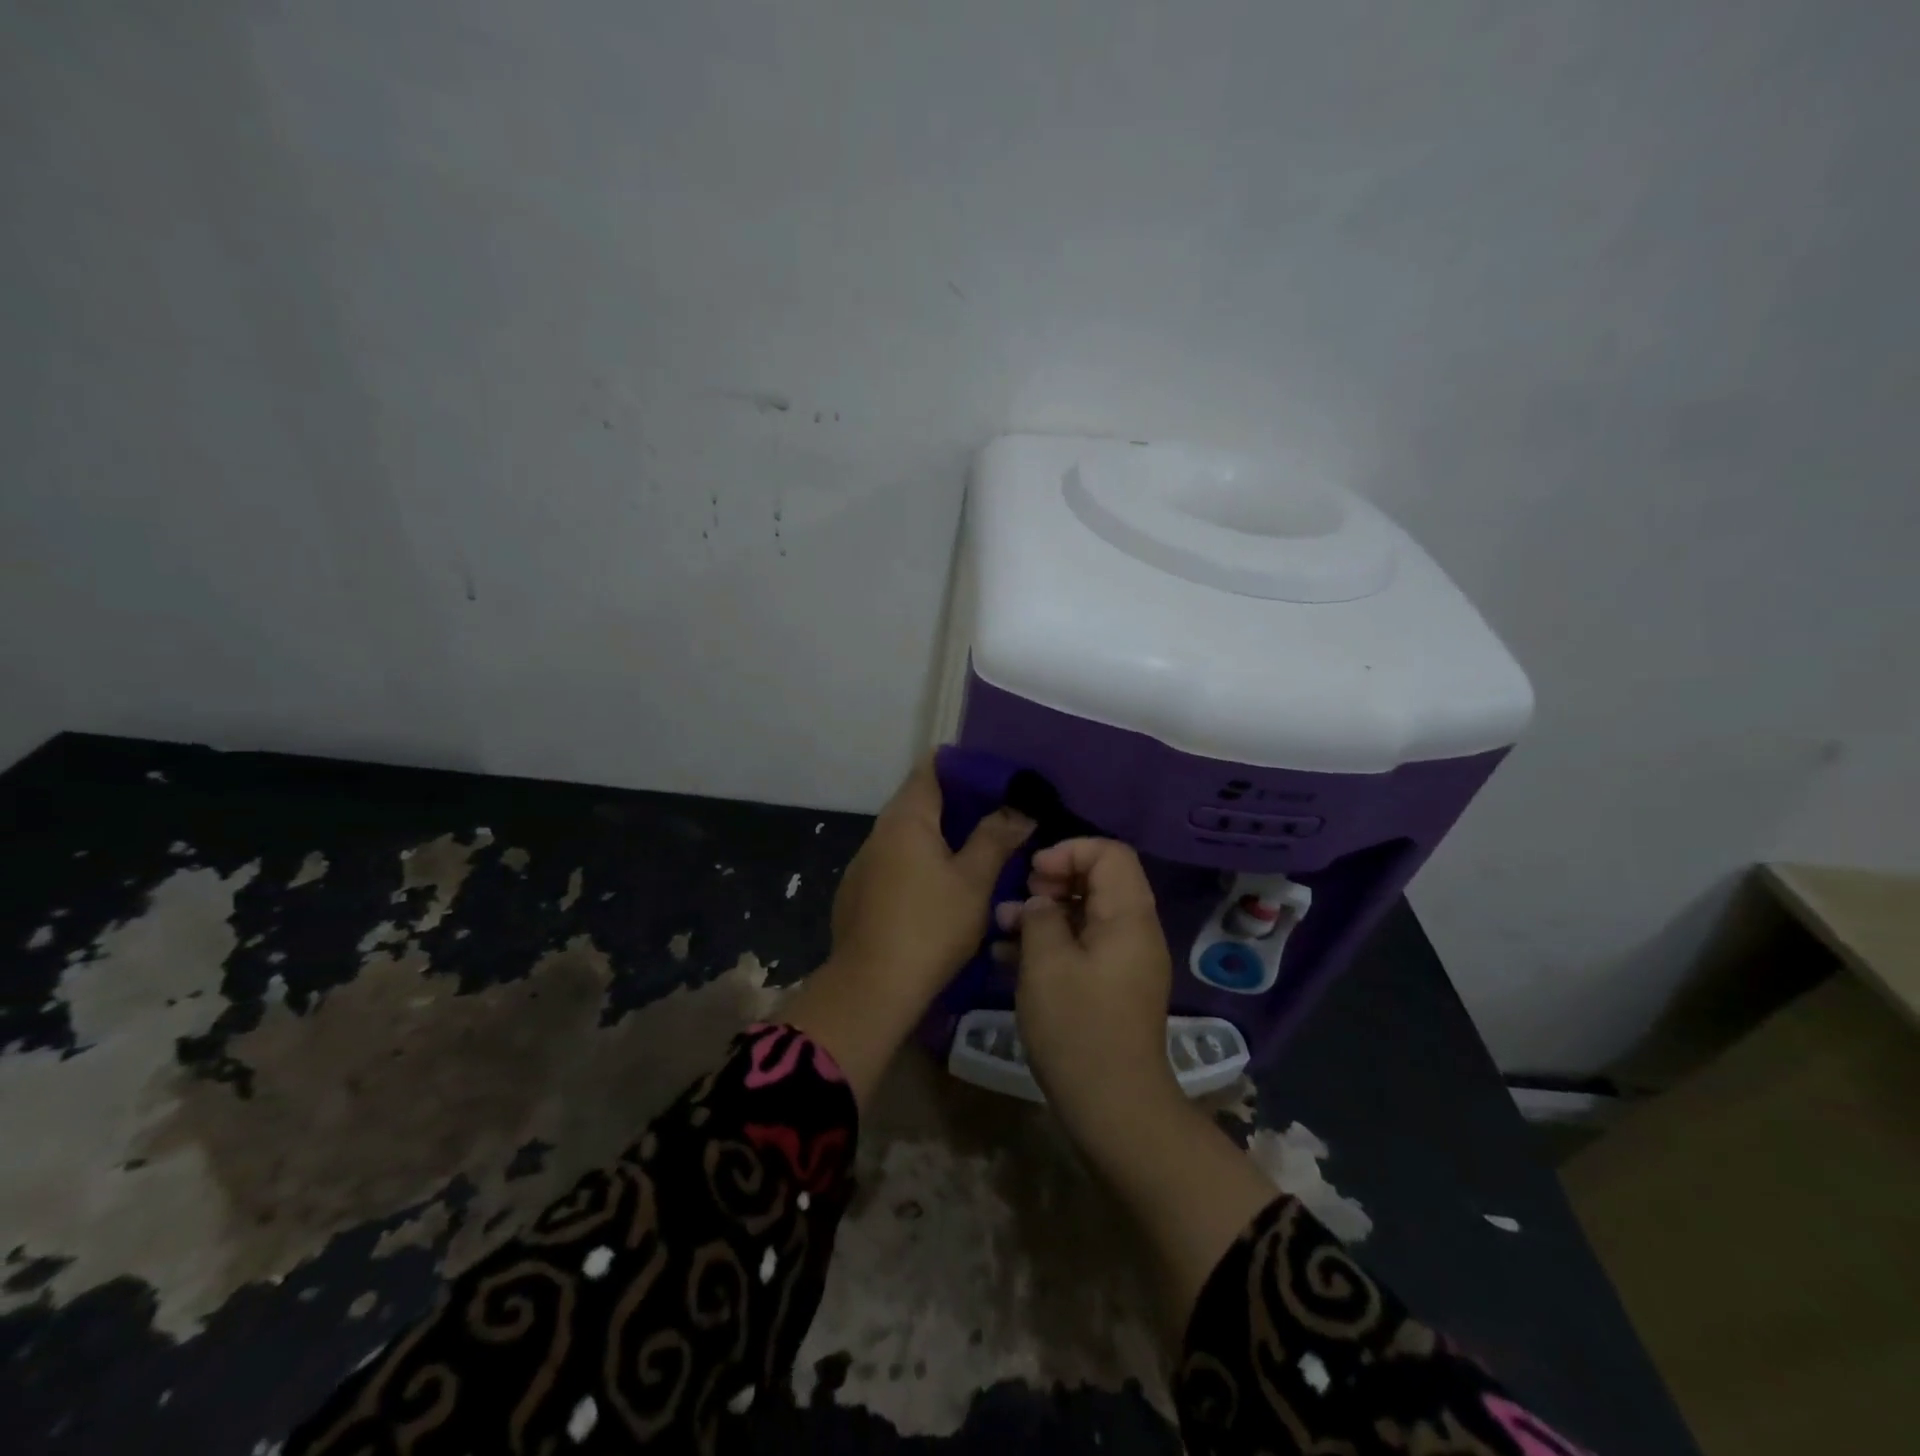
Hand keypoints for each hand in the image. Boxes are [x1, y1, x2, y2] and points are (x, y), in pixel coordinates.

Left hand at [786, 757, 1034, 1104]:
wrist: (872, 988)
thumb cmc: (930, 926)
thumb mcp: (974, 881)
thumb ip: (995, 838)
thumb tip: (1019, 809)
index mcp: (906, 819)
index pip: (930, 767)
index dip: (961, 764)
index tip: (992, 776)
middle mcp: (879, 832)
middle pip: (917, 800)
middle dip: (955, 803)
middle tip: (995, 814)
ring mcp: (863, 863)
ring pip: (905, 834)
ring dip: (936, 835)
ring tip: (973, 849)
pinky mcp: (858, 892)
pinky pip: (894, 861)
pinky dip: (918, 860)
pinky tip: (938, 886)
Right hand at [997, 838, 1179, 1134]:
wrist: (1113, 1106)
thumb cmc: (1077, 1027)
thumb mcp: (1045, 963)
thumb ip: (1039, 917)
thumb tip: (1040, 903)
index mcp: (1129, 916)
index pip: (1110, 853)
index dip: (1068, 851)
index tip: (1033, 873)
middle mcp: (1135, 931)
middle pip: (1098, 880)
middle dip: (1052, 882)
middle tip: (1019, 900)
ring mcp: (1125, 961)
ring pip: (1086, 914)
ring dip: (1045, 914)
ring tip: (1002, 926)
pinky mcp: (1113, 986)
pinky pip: (1084, 946)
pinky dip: (1052, 942)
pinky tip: (1009, 956)